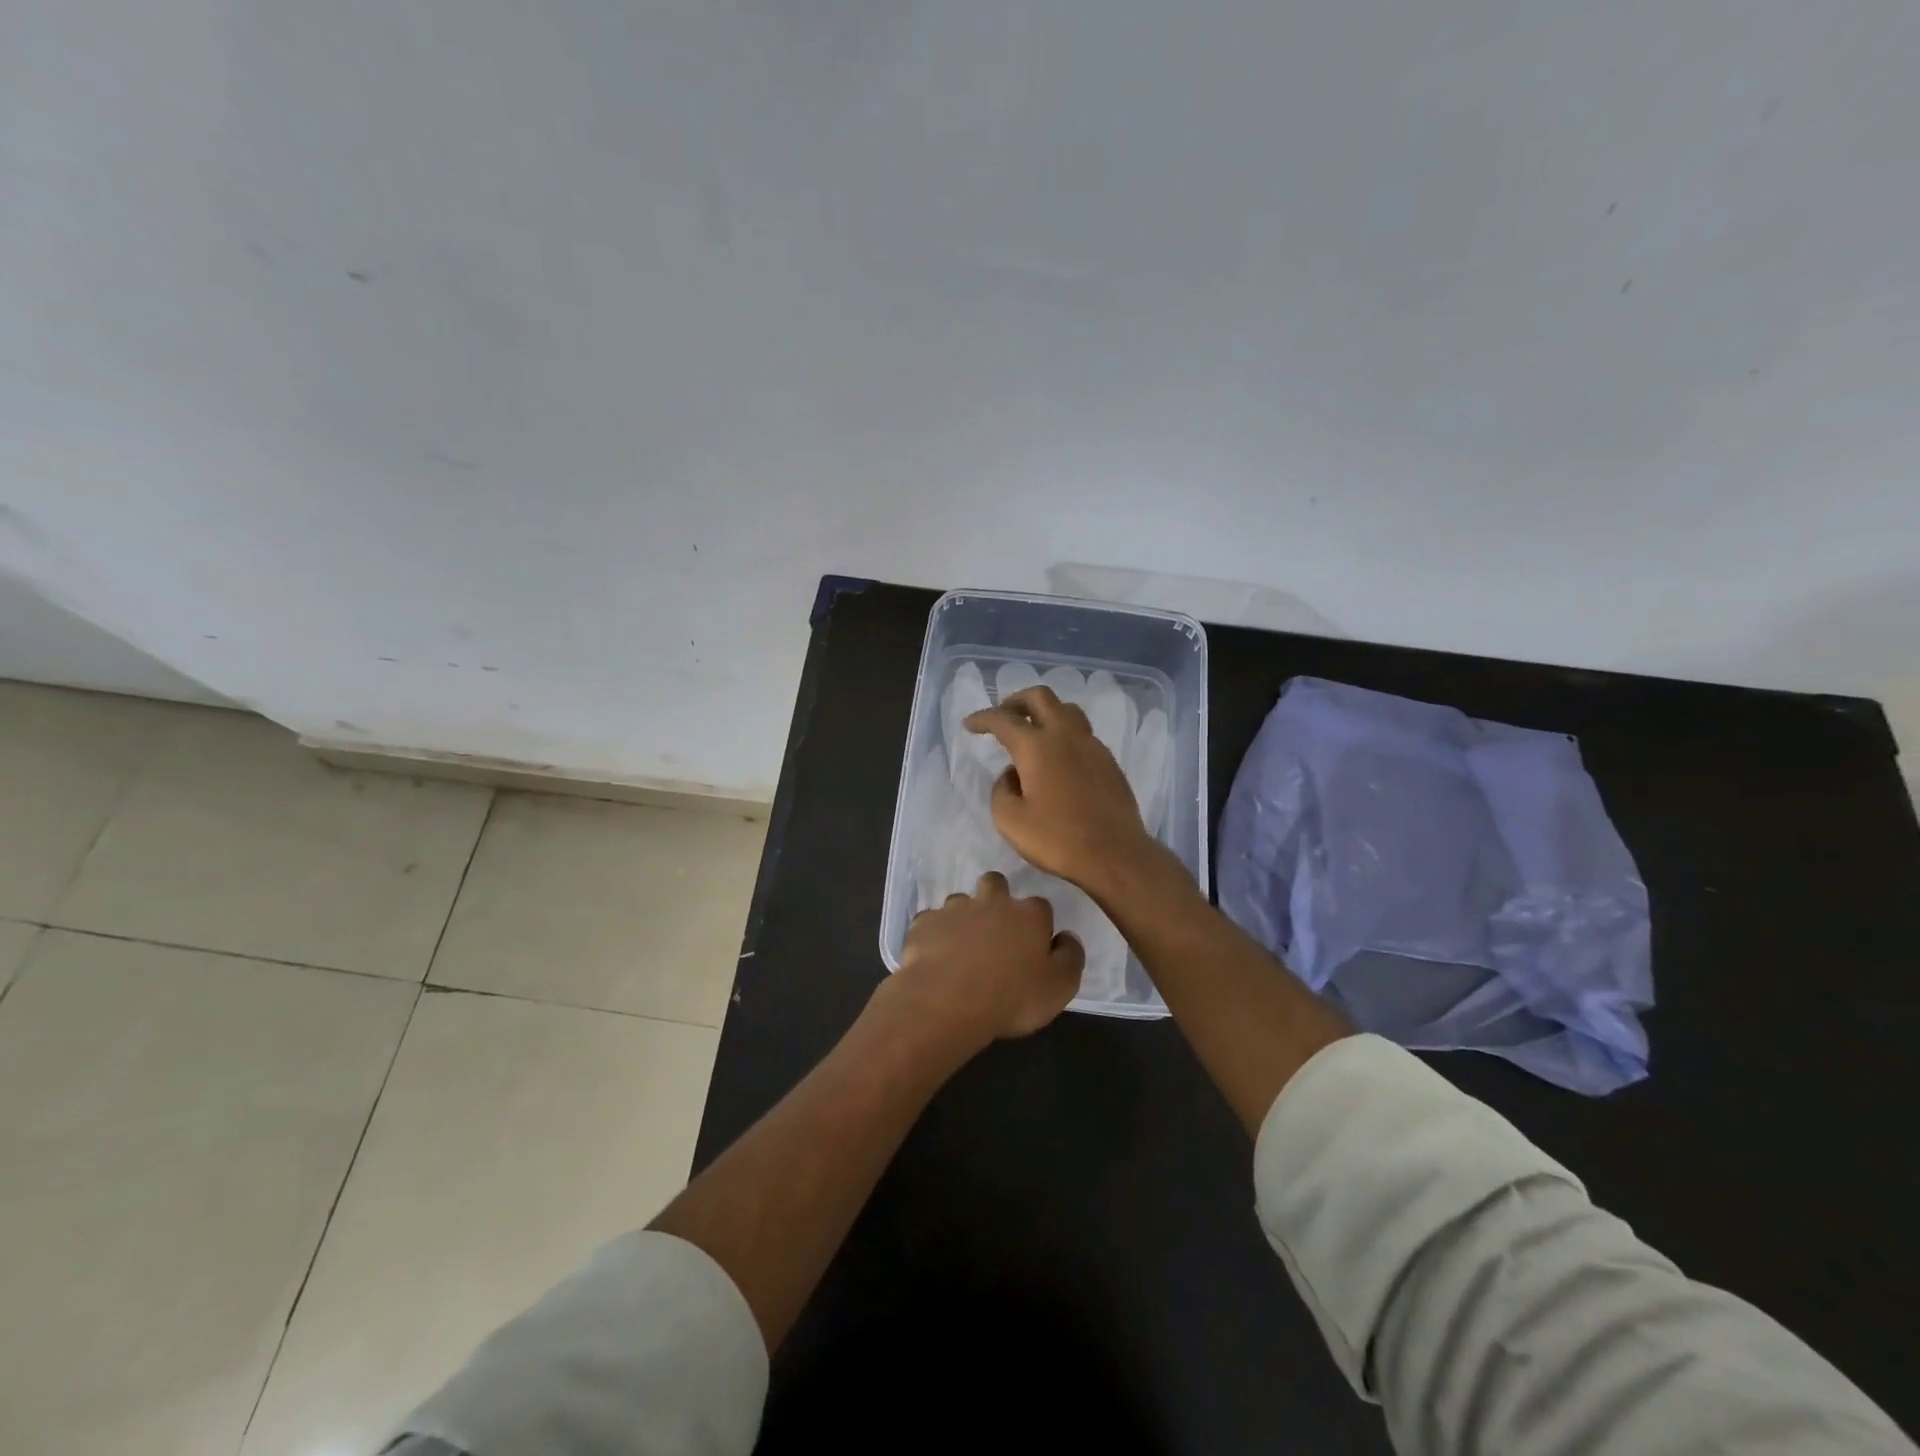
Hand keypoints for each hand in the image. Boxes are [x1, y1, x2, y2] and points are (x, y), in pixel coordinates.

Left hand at [887, 872, 1084, 1044]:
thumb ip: (1070, 957)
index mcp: (1029, 915)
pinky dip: (934, 934)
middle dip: (996, 898)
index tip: (1033, 945)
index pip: (1040, 906)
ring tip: (961, 946)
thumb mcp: (1059, 987)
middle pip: (996, 884)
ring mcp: (955, 908)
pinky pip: (931, 921)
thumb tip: (1067, 937)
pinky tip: (934, 955)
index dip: (1037, 924)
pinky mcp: (924, 922)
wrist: (948, 1000)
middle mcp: (992, 902)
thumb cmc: (1012, 997)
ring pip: (961, 901)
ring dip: (963, 916)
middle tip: (994, 930)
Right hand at [964, 686, 1161, 896]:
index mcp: (1037, 746)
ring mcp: (1092, 746)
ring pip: (1066, 710)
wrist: (1116, 855)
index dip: (983, 718)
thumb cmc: (1058, 839)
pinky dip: (1063, 734)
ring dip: (1044, 713)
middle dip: (1016, 701)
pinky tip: (1057, 759)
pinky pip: (1082, 734)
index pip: (1003, 720)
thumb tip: (1012, 775)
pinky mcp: (1108, 761)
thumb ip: (1001, 790)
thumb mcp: (1010, 821)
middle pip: (1040, 697)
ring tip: (1032, 732)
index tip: (970, 724)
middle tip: (1002, 717)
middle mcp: (1066, 735)